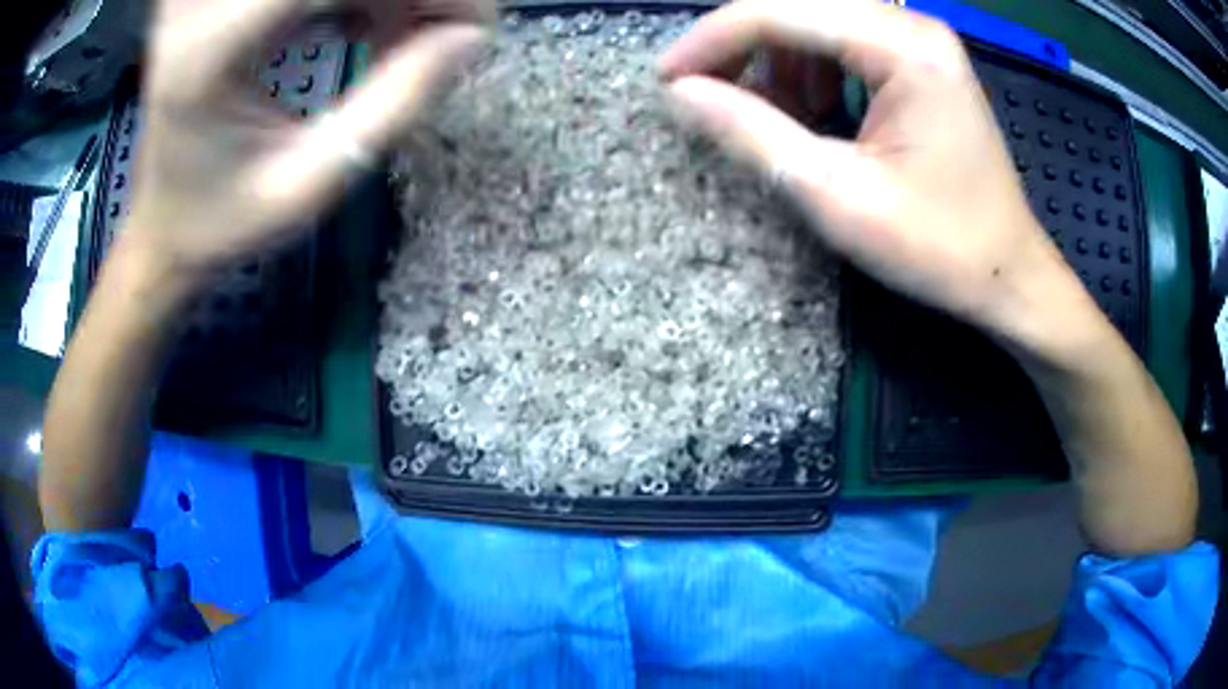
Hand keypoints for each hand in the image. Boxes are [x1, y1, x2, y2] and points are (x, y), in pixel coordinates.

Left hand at [123, 0, 491, 283]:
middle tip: (442, 37)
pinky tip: (363, 27)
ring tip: (398, 41)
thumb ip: (392, 105)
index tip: (472, 28)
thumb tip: (469, 37)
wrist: (162, 220)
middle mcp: (204, 4)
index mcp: (211, 49)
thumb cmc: (222, 219)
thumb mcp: (309, 184)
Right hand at [659, 0, 1090, 346]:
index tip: (665, 82)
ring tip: (772, 119)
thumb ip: (752, 134)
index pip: (780, 12)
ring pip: (817, 23)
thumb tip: (681, 94)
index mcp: (904, 47)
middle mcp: (913, 26)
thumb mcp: (838, 196)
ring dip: (778, 63)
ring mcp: (921, 41)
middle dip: (742, 48)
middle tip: (707, 98)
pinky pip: (846, 44)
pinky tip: (815, 115)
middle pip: (797, 8)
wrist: (1009, 278)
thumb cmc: (940, 249)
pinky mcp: (922, 62)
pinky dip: (813, 72)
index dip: (711, 41)